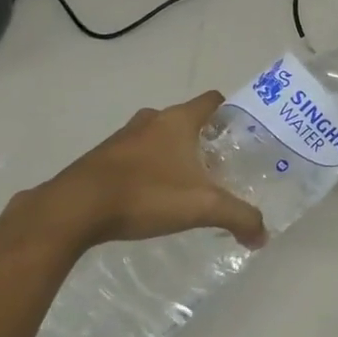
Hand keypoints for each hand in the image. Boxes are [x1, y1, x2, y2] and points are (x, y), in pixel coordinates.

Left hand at [27, 92, 267, 250]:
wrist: (75, 208)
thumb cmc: (145, 194)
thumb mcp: (201, 207)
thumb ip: (238, 217)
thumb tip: (263, 236)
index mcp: (178, 120)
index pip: (212, 100)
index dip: (230, 112)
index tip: (241, 134)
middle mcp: (152, 120)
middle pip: (185, 119)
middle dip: (202, 139)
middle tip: (217, 166)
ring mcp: (123, 137)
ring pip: (157, 136)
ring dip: (172, 153)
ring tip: (184, 183)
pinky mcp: (102, 158)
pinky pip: (134, 155)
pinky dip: (146, 167)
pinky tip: (150, 195)